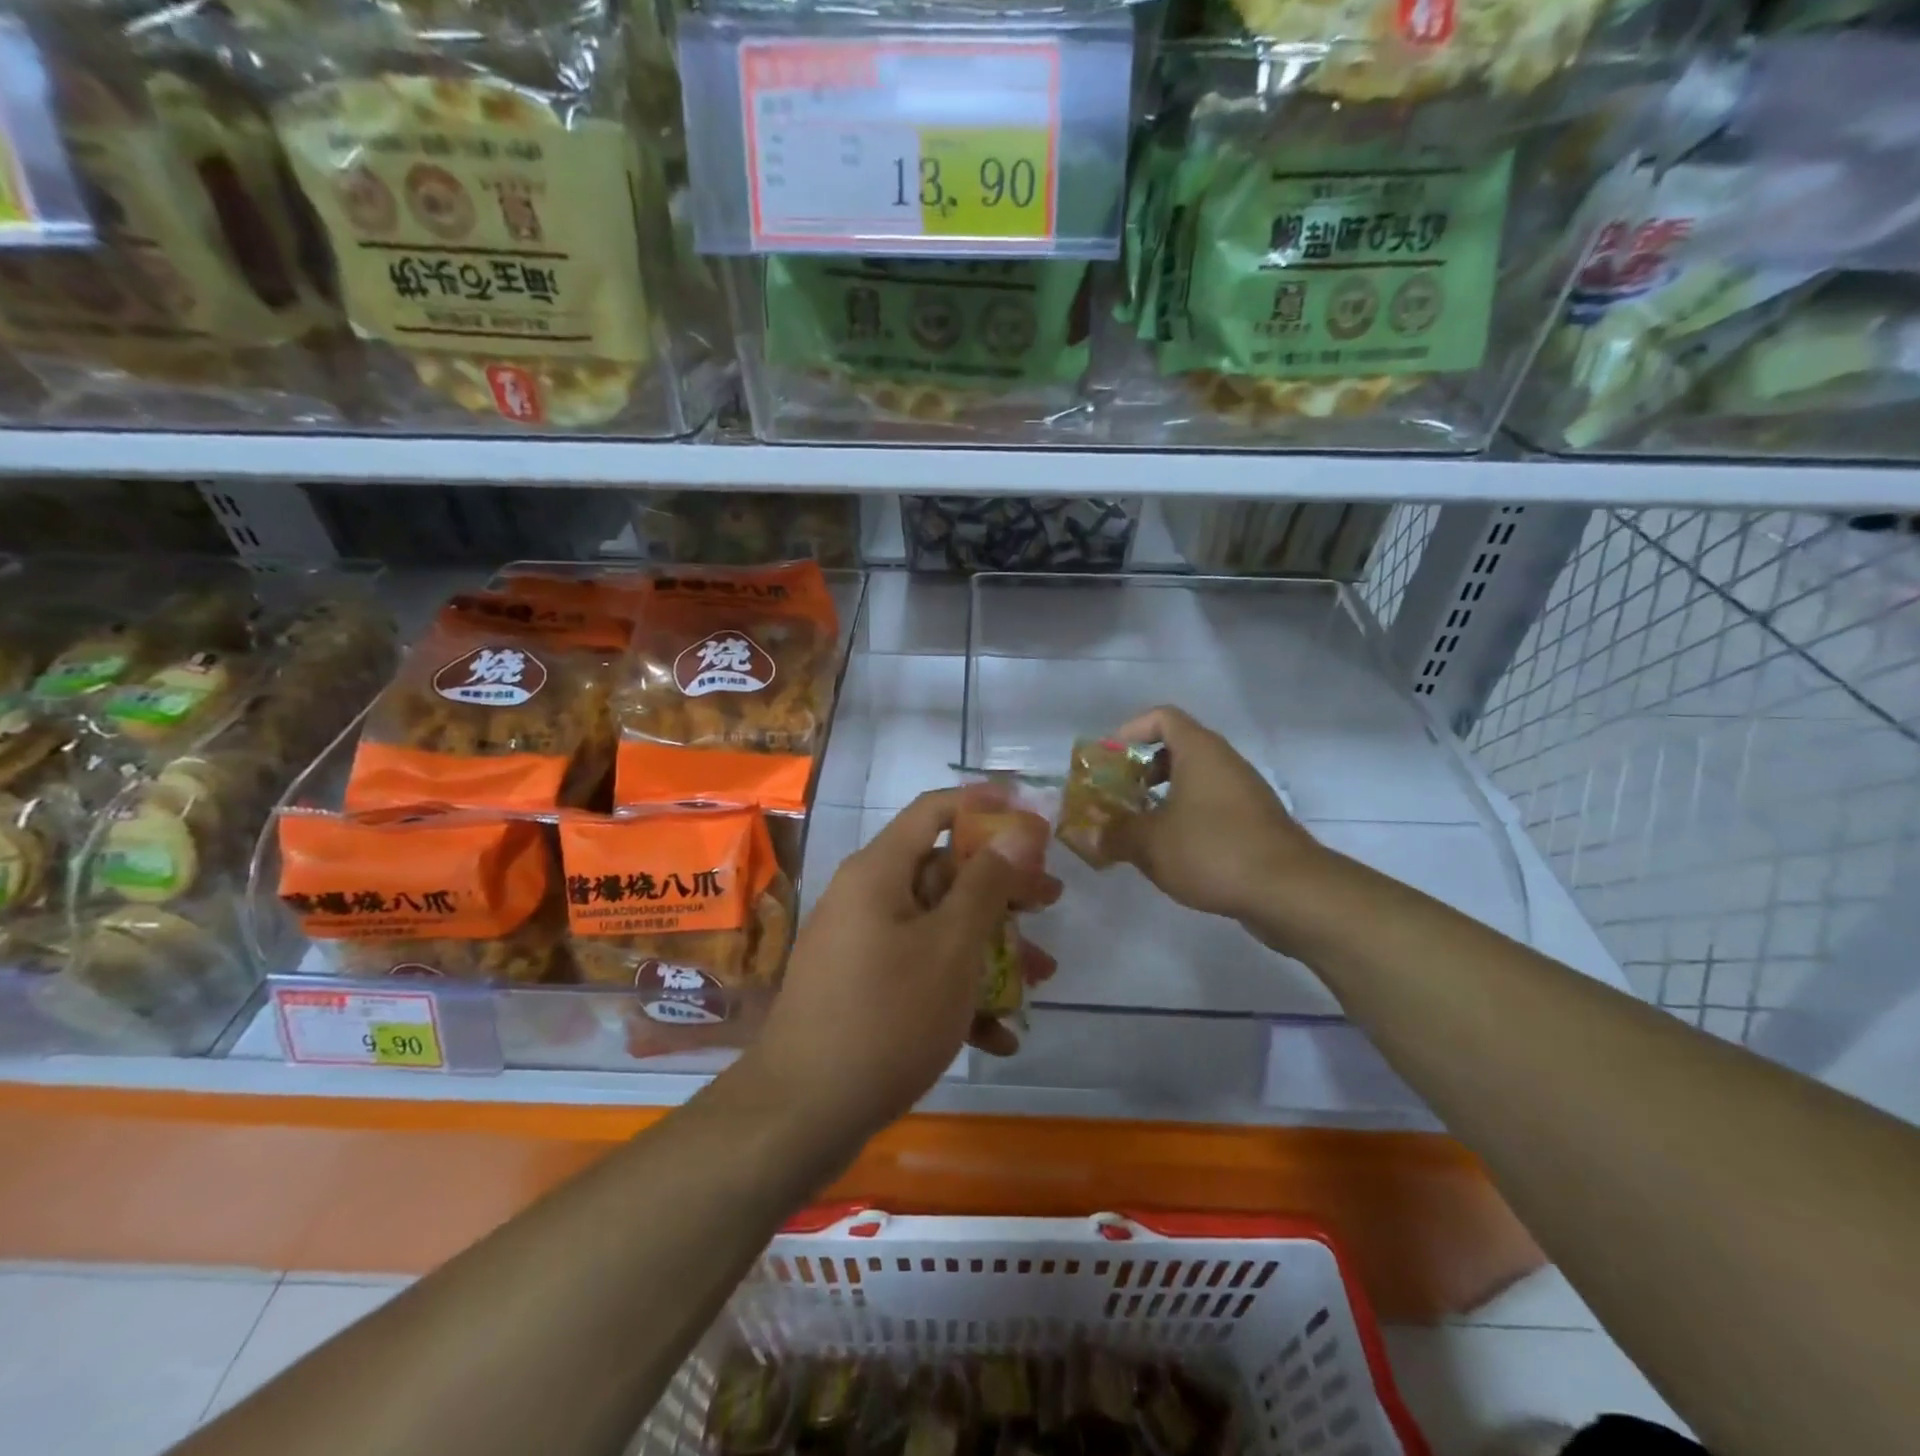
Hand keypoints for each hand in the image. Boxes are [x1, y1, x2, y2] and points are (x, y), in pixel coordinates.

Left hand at [751, 788, 1057, 1141]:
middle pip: (943, 873)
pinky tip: (999, 1037)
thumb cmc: (887, 1016)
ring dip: (991, 948)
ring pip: (938, 929)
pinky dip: (958, 994)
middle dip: (1002, 889)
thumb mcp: (951, 946)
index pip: (933, 811)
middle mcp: (866, 898)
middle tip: (1050, 900)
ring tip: (1042, 976)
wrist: (802, 1114)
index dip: (984, 805)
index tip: (1032, 817)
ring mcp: (861, 947)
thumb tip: (1017, 830)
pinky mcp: (862, 991)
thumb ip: (987, 884)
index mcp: (879, 872)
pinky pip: (919, 973)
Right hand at [1107, 706, 1328, 929]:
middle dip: (1140, 771)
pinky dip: (1185, 819)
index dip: (1129, 732)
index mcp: (1200, 751)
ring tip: (1137, 830)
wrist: (1289, 891)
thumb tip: (1083, 836)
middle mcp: (1224, 763)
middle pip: (1176, 749)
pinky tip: (1170, 854)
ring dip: (1162, 799)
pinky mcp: (1255, 823)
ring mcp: (1244, 793)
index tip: (1108, 761)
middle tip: (1117, 797)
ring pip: (1194, 782)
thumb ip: (1112, 835)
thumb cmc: (1213, 850)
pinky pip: (1210, 807)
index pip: (1161, 717)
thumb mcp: (1150, 843)